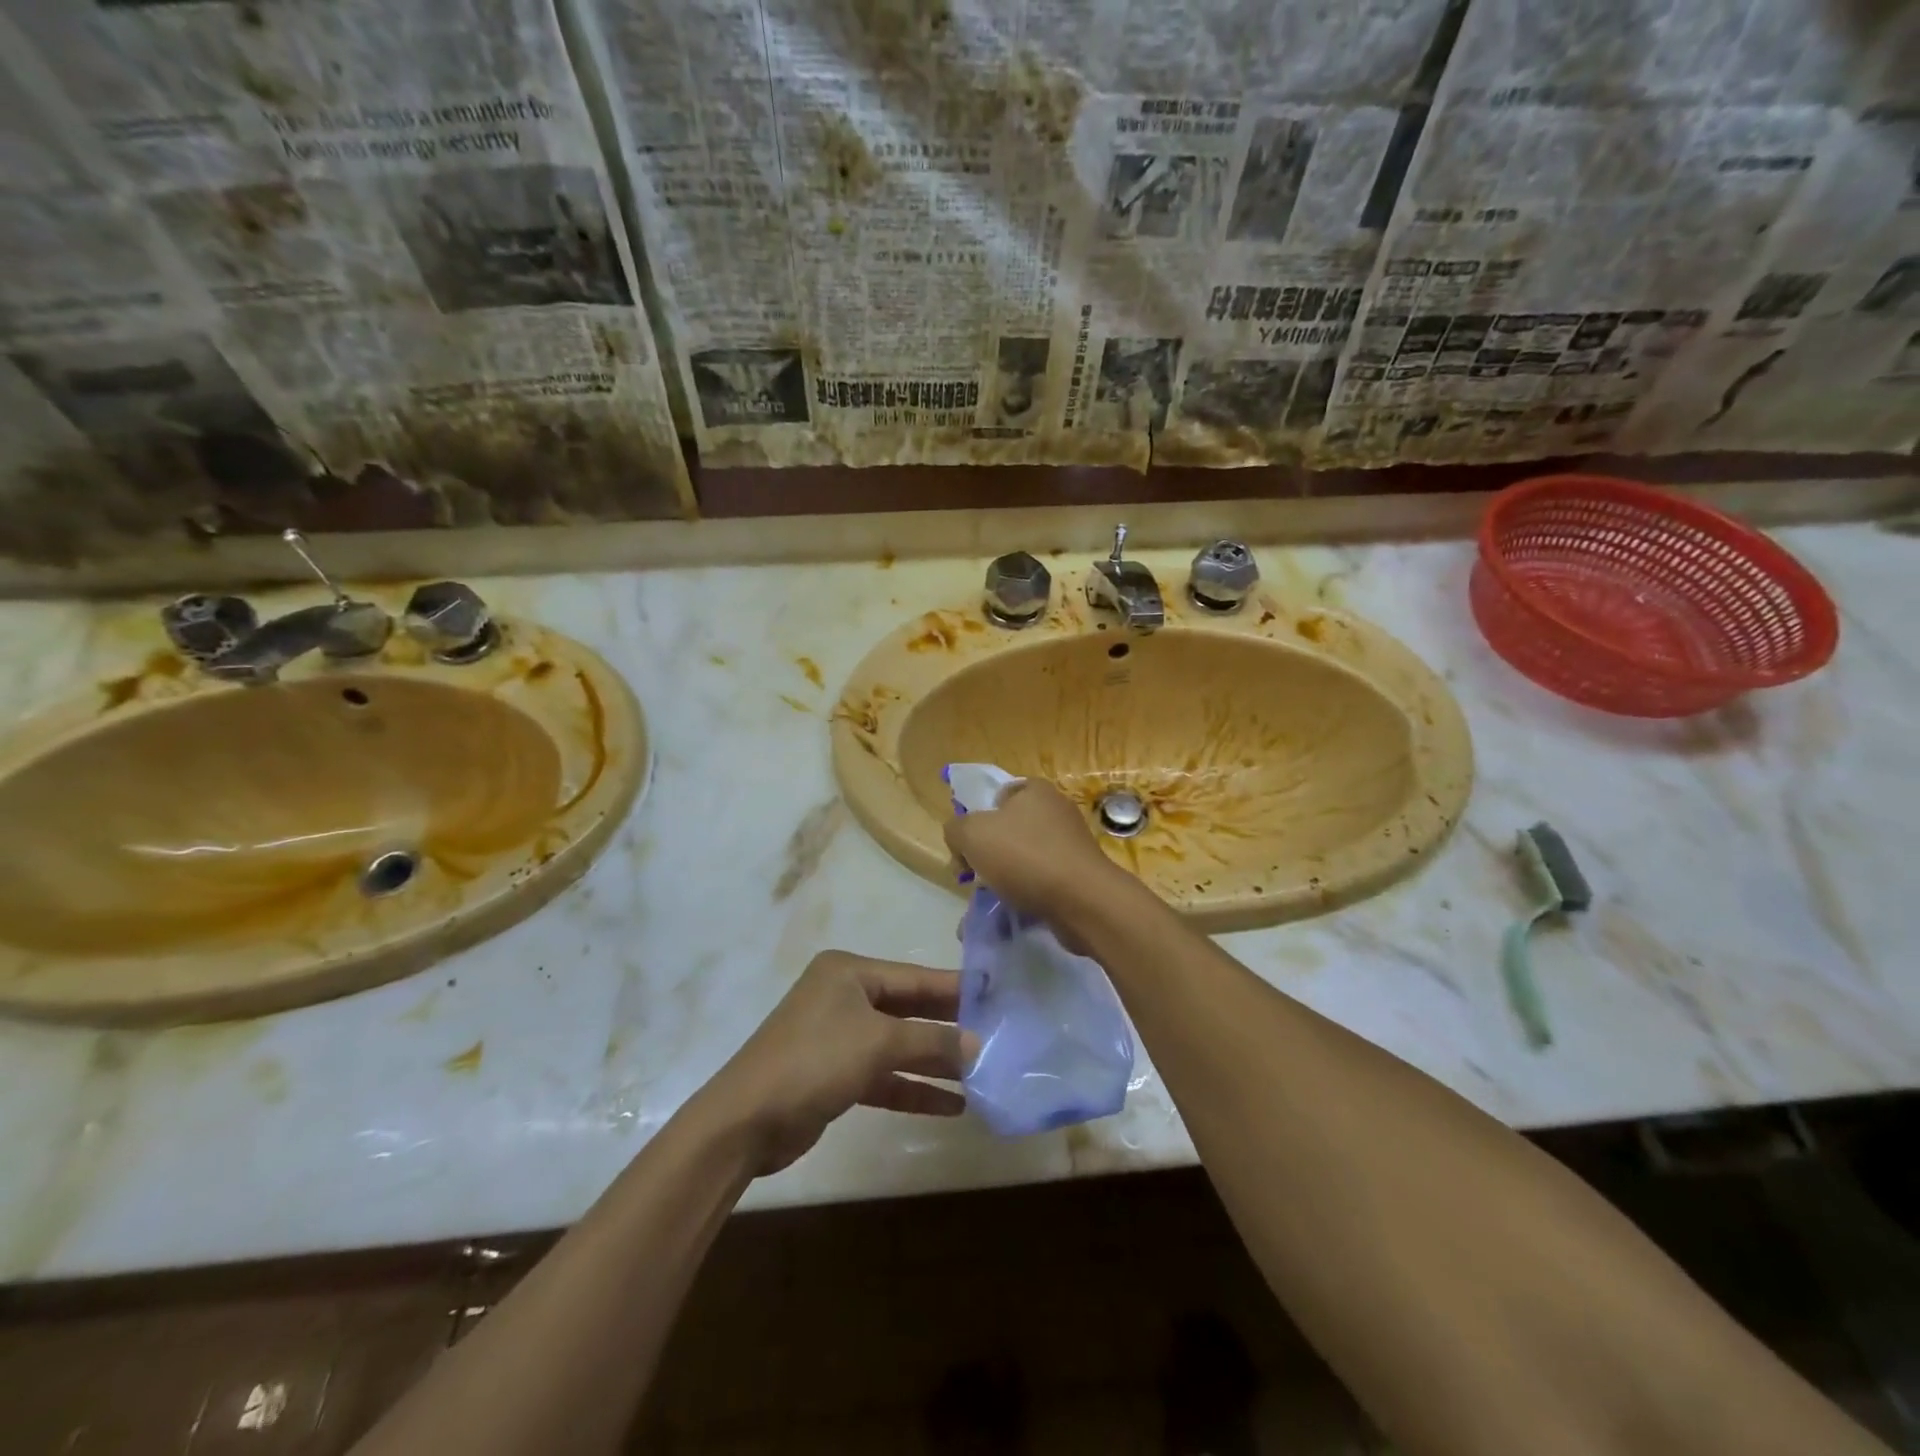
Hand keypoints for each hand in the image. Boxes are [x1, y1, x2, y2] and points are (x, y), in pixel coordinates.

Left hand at [694, 951, 971, 1176]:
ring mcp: (838, 1036)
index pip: (914, 977)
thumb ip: (931, 1041)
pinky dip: (913, 1088)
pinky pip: (884, 1075)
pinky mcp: (835, 1074)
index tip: (996, 994)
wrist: (745, 1121)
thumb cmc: (815, 1061)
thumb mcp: (878, 1044)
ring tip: (980, 1075)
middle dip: (948, 1026)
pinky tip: (951, 1105)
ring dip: (935, 1061)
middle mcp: (844, 997)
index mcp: (850, 973)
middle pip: (908, 1009)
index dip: (955, 987)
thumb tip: (978, 1043)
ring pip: (898, 1044)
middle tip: (995, 1035)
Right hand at [944, 779, 1123, 920]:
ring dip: (1003, 880)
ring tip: (990, 902)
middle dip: (988, 855)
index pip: (999, 795)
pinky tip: (1011, 915)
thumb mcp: (972, 834)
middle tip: (974, 878)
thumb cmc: (1025, 856)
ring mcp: (1070, 846)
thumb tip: (959, 839)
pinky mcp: (1078, 877)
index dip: (977, 818)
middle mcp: (1056, 812)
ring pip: (1023, 860)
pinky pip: (1041, 884)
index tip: (968, 846)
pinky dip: (1024, 897)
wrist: (1082, 901)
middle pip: (1009, 830)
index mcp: (1036, 791)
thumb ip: (955, 829)